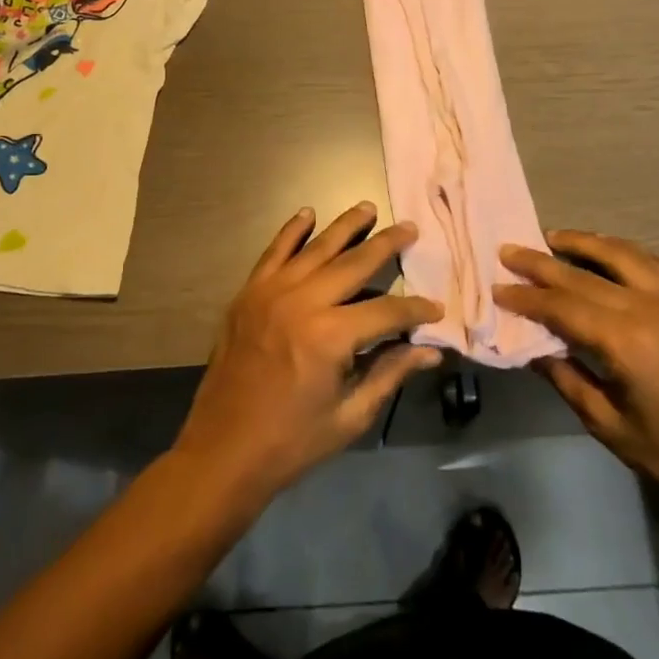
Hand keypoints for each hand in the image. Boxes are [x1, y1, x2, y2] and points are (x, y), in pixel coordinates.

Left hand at [171, 203, 444, 504]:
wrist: (222, 451)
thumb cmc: (291, 441)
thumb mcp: (350, 416)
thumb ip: (390, 373)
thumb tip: (430, 351)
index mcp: (330, 336)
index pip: (386, 310)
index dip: (415, 310)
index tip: (436, 308)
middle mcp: (302, 302)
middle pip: (354, 263)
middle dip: (386, 244)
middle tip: (410, 228)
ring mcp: (270, 293)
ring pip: (315, 248)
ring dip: (345, 226)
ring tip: (368, 208)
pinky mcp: (248, 294)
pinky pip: (273, 252)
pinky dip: (291, 231)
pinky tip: (307, 214)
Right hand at [495, 231, 658, 506]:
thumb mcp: (606, 424)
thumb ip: (565, 377)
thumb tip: (531, 345)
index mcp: (628, 343)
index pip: (563, 306)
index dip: (527, 297)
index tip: (498, 287)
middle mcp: (653, 308)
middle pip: (585, 274)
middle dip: (542, 262)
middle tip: (509, 251)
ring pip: (622, 253)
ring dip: (583, 242)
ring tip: (551, 237)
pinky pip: (652, 261)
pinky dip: (621, 250)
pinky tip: (602, 250)